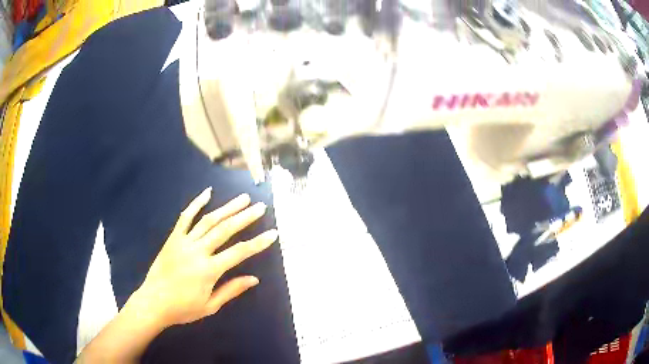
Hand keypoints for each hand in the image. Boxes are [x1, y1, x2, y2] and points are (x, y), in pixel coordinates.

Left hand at [128, 187, 277, 328]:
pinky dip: (196, 204)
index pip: (239, 252)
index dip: (258, 243)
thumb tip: (254, 279)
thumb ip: (232, 290)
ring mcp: (184, 242)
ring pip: (208, 220)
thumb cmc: (183, 308)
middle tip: (260, 207)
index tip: (273, 233)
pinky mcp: (173, 238)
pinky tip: (207, 193)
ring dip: (227, 208)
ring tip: (243, 198)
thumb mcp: (210, 305)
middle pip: (225, 230)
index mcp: (208, 270)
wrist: (153, 302)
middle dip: (245, 217)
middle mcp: (197, 251)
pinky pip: (185, 217)